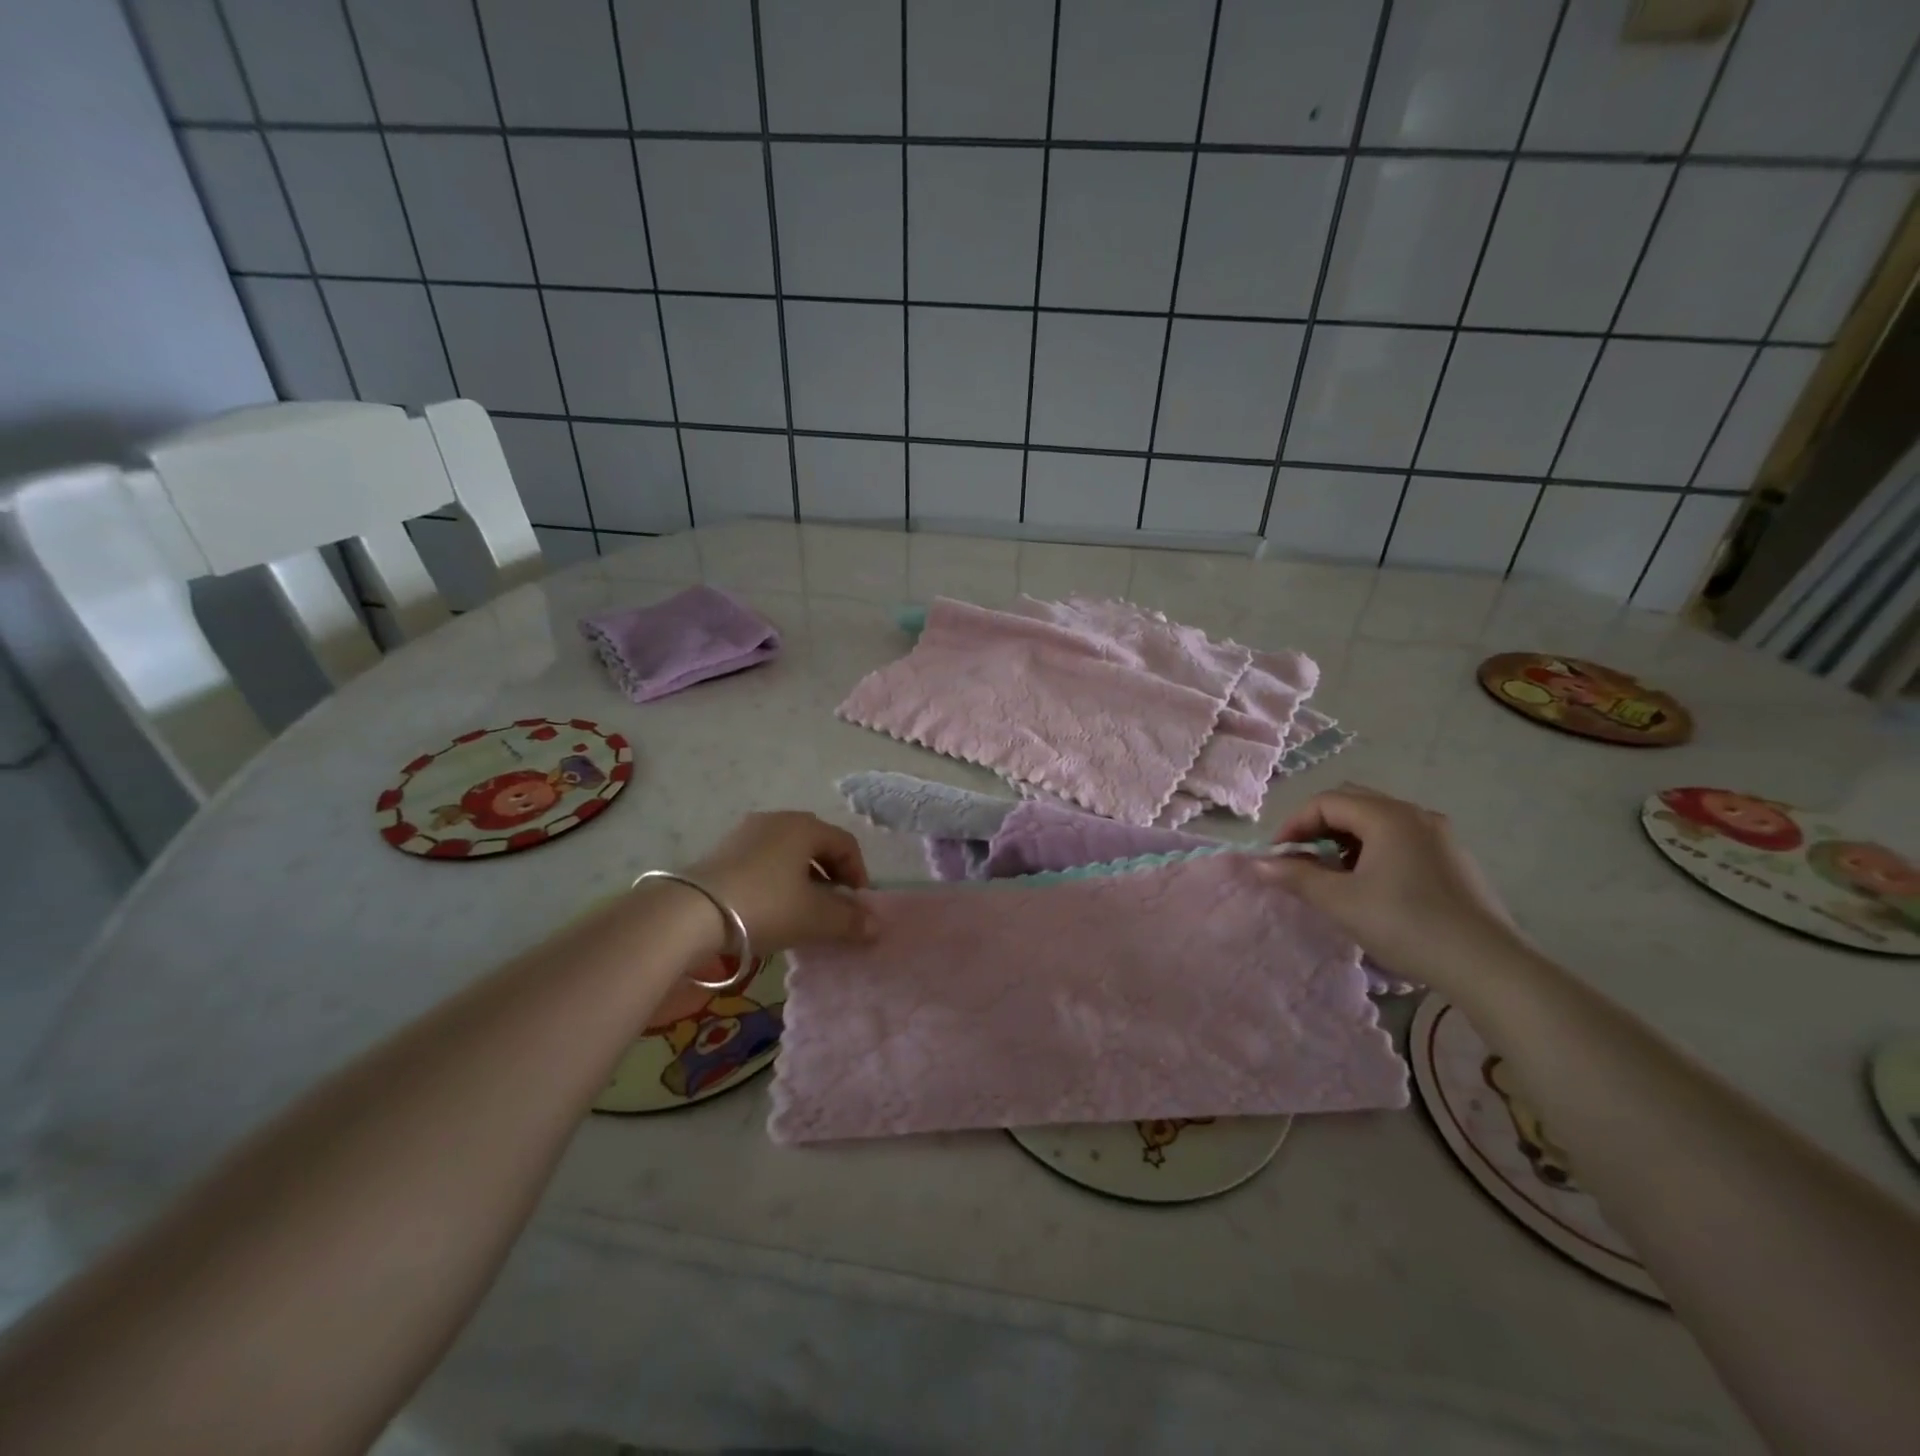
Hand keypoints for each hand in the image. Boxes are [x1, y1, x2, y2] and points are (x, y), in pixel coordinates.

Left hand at [685, 811, 873, 952]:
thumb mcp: (814, 918)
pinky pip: (763, 860)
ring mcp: (745, 832)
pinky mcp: (722, 850)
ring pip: (788, 852)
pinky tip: (771, 907)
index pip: (845, 843)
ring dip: (804, 878)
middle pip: (816, 844)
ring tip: (802, 910)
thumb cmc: (765, 906)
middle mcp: (776, 820)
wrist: (690, 913)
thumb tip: (876, 925)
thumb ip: (849, 921)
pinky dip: (777, 879)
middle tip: (834, 905)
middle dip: (831, 874)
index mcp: (804, 827)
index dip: (858, 873)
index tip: (858, 904)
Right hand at [1258, 784, 1525, 988]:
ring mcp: (1439, 836)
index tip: (1279, 857)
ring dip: (1345, 840)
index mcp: (1387, 816)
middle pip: (1352, 804)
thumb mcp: (1341, 902)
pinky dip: (1373, 851)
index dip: (1294, 825)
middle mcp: (1415, 814)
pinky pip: (1400, 839)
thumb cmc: (1407, 925)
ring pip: (1377, 822)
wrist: (1488, 966)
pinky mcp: (1452, 859)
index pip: (1326, 802)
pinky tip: (1371, 886)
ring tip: (1333, 876)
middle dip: (1318, 828)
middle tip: (1302, 860)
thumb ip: (1296, 877)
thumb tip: (1259, 864)